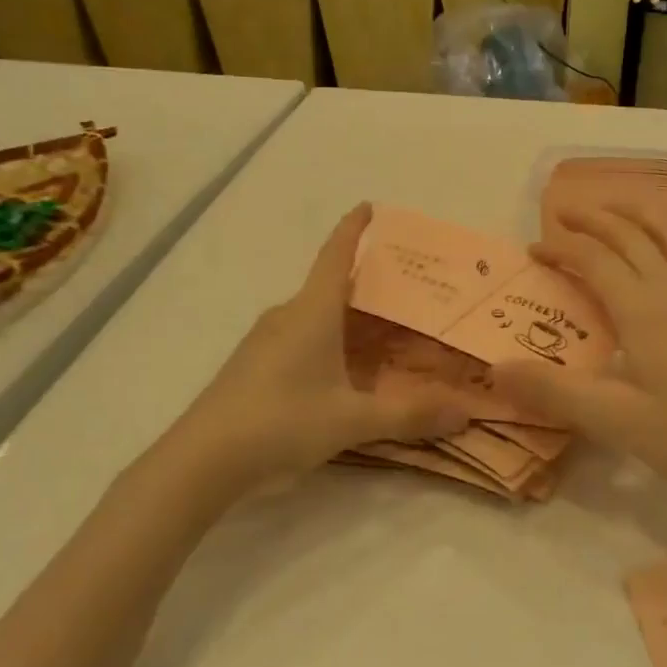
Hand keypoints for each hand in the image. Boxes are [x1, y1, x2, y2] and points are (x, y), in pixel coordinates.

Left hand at [179, 204, 470, 486]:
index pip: (335, 255)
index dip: (353, 228)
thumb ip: (409, 415)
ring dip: (347, 318)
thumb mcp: (352, 420)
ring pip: (315, 316)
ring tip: (384, 332)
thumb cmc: (281, 421)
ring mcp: (265, 341)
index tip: (368, 206)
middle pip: (331, 287)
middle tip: (407, 291)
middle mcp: (287, 316)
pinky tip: (343, 370)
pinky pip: (300, 338)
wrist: (201, 460)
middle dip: (367, 285)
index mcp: (312, 311)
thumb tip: (464, 413)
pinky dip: (328, 341)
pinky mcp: (253, 366)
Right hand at [491, 207, 666, 501]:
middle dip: (593, 219)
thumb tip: (496, 367)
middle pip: (630, 235)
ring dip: (634, 216)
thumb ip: (552, 390)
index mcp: (643, 308)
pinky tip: (664, 252)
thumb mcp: (611, 419)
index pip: (595, 258)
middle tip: (561, 215)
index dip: (562, 247)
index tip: (533, 248)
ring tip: (611, 212)